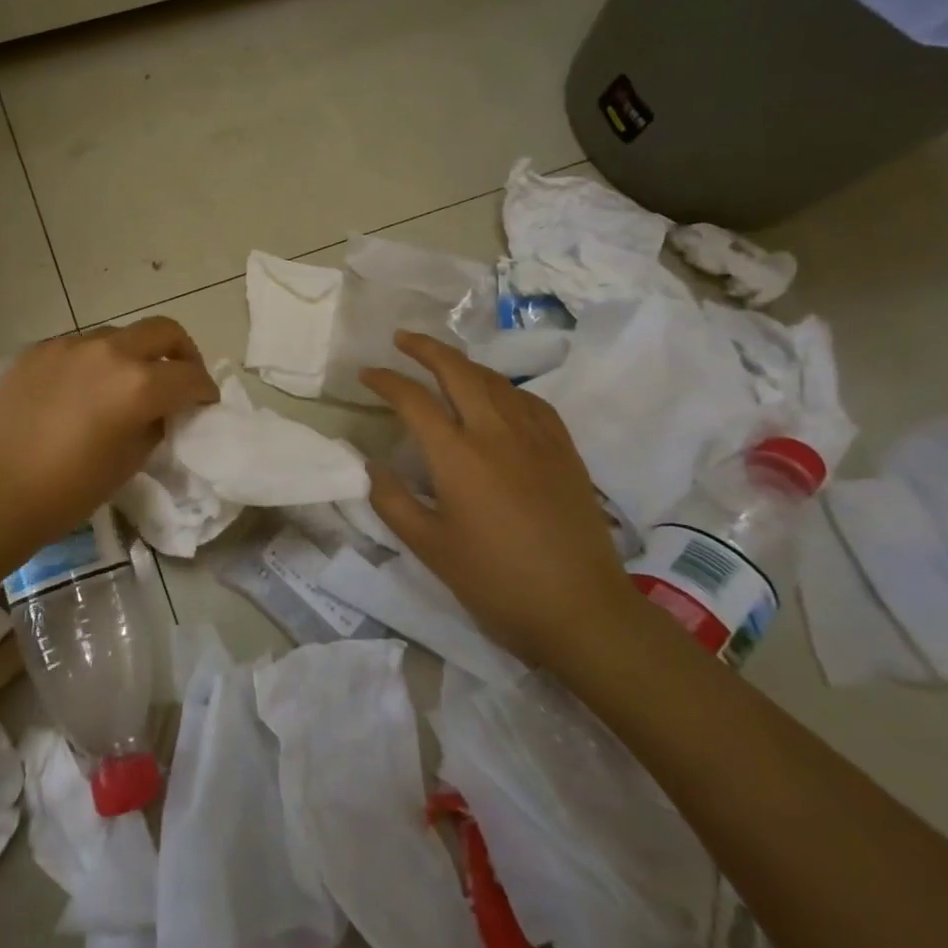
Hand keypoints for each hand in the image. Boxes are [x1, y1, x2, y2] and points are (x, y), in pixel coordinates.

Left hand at [0, 317, 218, 549]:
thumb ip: (155, 424)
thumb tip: (163, 410)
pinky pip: (81, 346)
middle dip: (182, 352)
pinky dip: (96, 362)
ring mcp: (70, 345)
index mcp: (138, 384)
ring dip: (135, 354)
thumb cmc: (68, 490)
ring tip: (126, 386)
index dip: (205, 391)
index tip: (204, 404)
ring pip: (120, 335)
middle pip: (164, 330)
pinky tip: (83, 391)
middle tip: (179, 379)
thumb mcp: (129, 461)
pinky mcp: (39, 349)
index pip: (190, 376)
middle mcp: (109, 351)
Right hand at [361, 332, 645, 668]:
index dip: (386, 380)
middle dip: (425, 348)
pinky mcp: (563, 449)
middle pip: (457, 370)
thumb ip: (393, 501)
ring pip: (494, 380)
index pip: (413, 400)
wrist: (581, 609)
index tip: (366, 374)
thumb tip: (371, 466)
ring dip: (462, 363)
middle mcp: (495, 432)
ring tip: (442, 362)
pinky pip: (529, 400)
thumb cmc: (497, 581)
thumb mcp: (430, 549)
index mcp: (457, 456)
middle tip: (402, 339)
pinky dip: (502, 387)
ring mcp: (535, 437)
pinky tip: (497, 395)